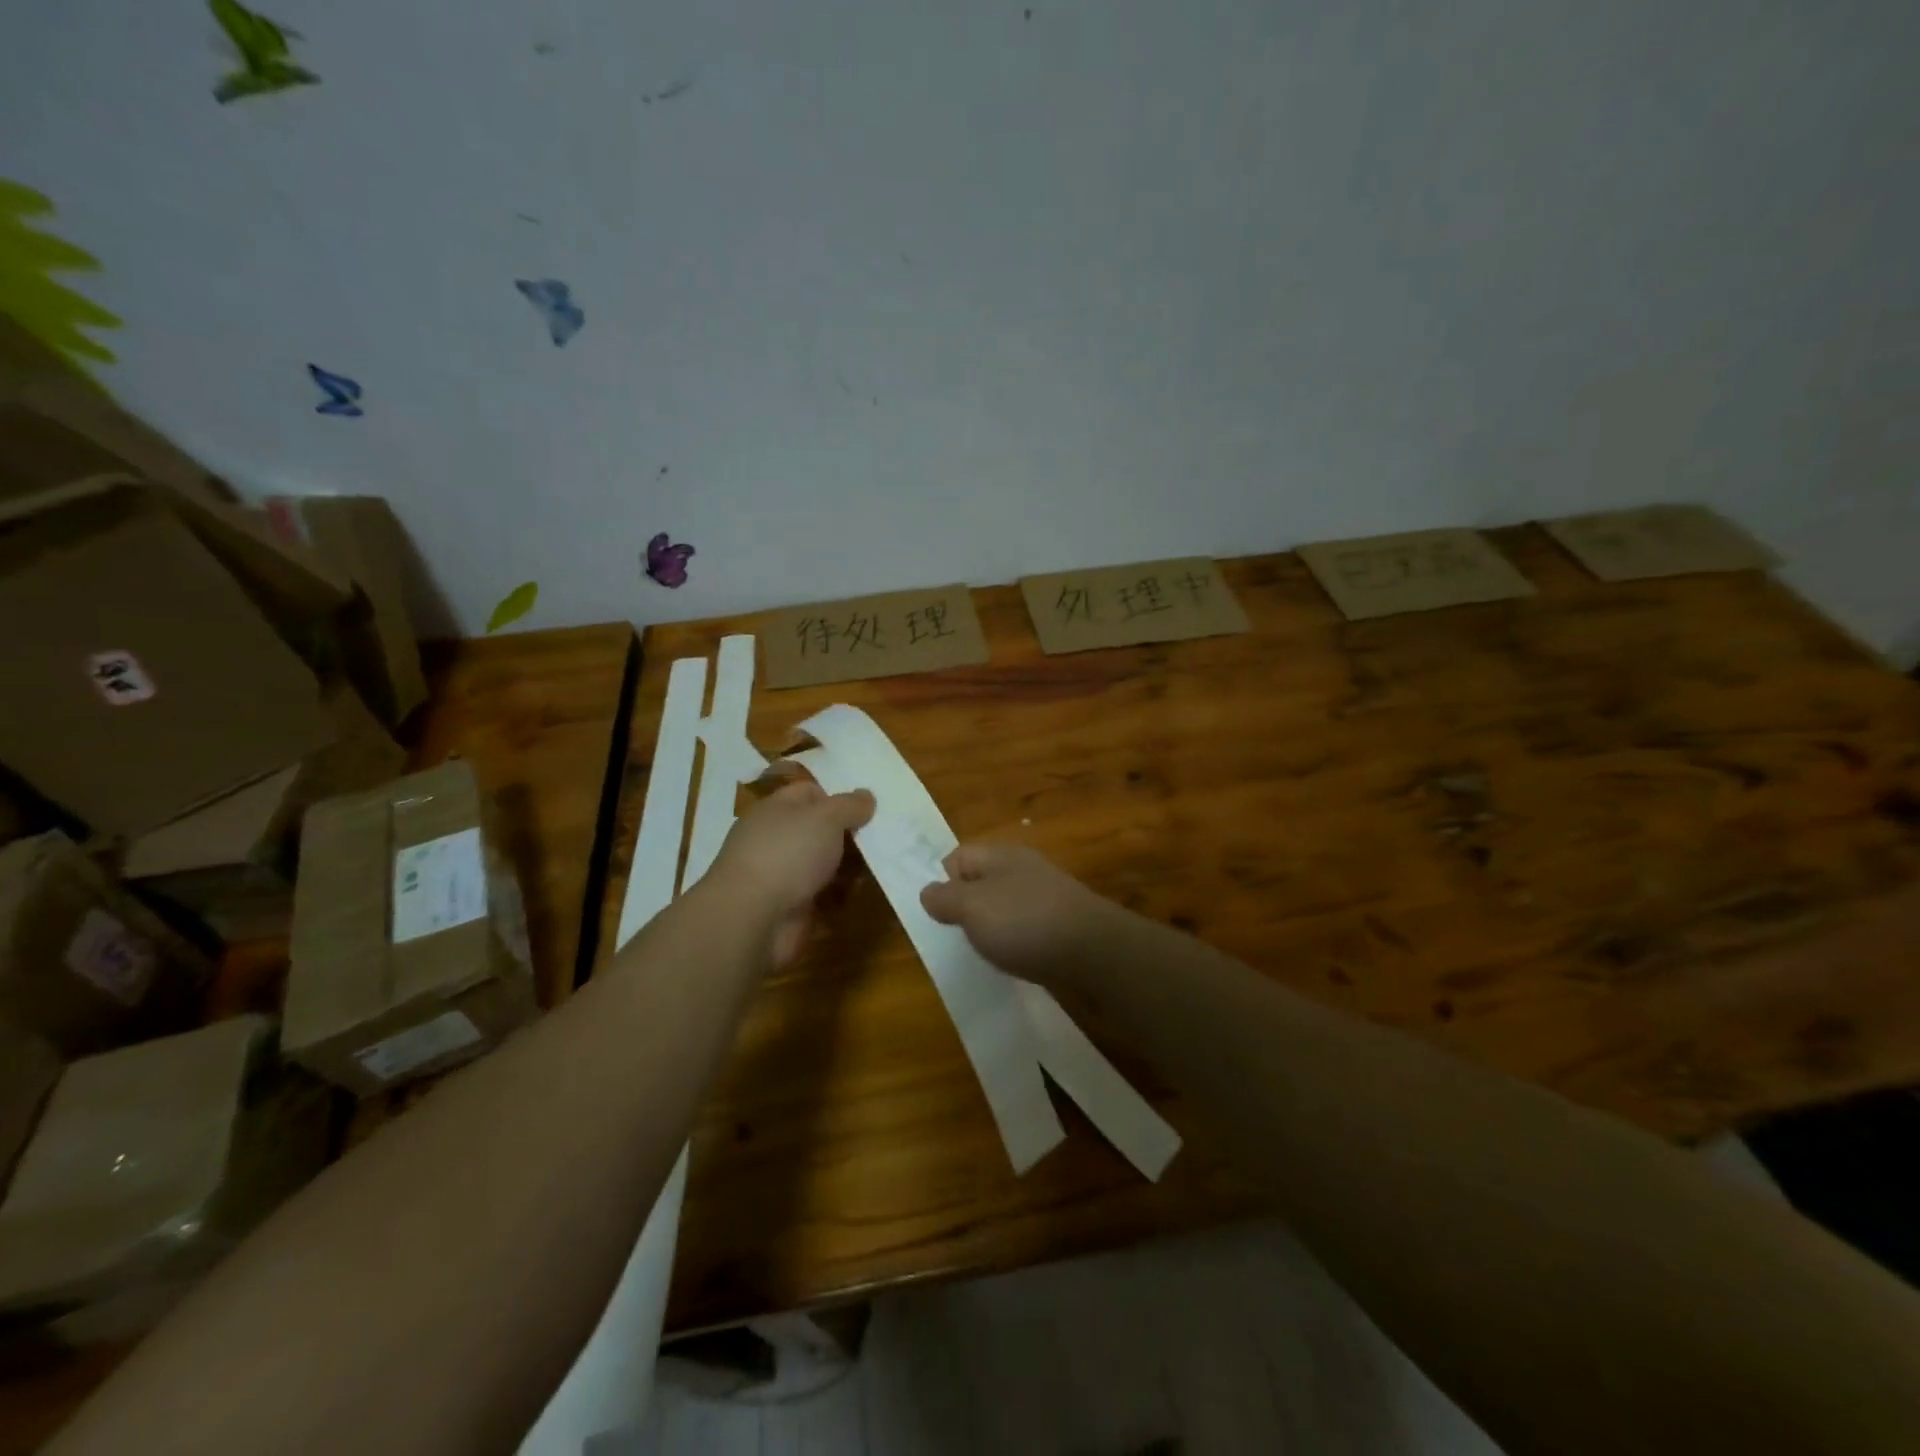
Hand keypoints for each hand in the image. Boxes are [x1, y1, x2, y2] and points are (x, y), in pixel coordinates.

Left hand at [710, 780, 874, 968]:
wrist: (752, 918)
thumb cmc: (787, 853)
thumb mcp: (825, 817)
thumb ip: (849, 805)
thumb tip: (866, 796)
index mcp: (777, 810)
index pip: (810, 793)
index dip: (838, 797)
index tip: (868, 808)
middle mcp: (777, 839)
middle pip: (820, 830)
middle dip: (850, 834)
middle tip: (883, 836)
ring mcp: (783, 875)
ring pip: (824, 864)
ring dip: (850, 866)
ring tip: (880, 865)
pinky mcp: (791, 907)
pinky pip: (824, 895)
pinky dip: (841, 895)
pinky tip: (863, 893)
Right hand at [919, 842, 1117, 988]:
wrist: (1096, 955)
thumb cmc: (1025, 922)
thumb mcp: (972, 906)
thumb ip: (945, 898)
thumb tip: (927, 890)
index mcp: (1001, 856)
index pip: (958, 856)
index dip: (942, 881)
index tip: (937, 914)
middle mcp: (1024, 871)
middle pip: (981, 884)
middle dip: (965, 910)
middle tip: (955, 938)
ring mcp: (1045, 899)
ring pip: (1004, 910)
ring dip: (991, 932)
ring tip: (984, 955)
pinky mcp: (1061, 929)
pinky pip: (1026, 932)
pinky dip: (1015, 947)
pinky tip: (1014, 964)